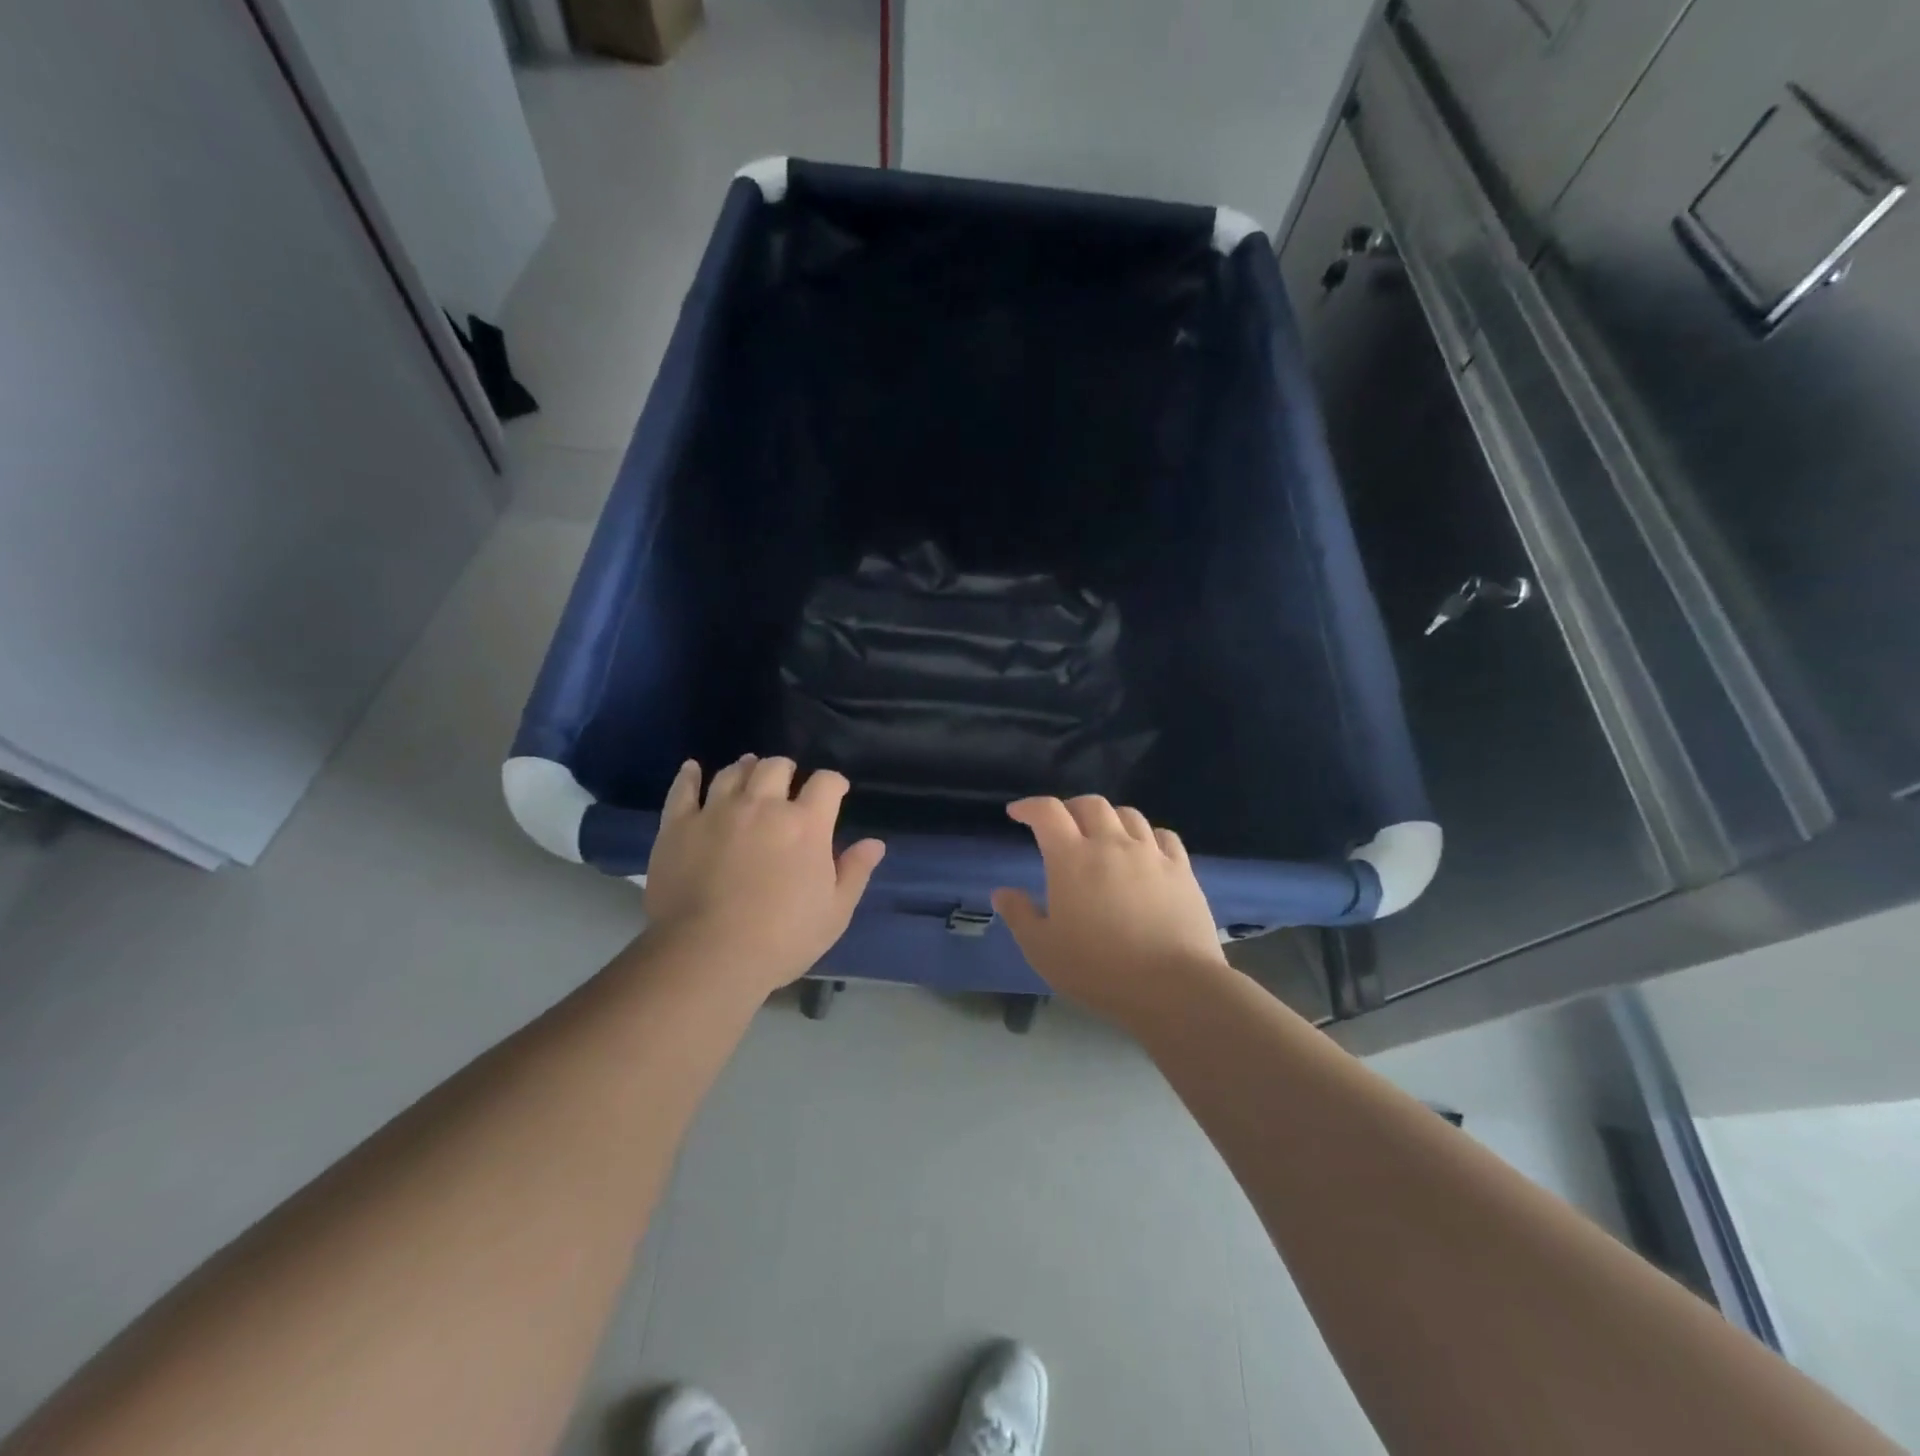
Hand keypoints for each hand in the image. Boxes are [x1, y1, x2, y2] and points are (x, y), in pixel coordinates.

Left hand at [640, 755, 885, 996]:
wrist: (707, 956)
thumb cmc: (781, 939)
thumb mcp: (834, 913)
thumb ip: (855, 872)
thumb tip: (875, 843)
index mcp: (805, 824)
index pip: (825, 783)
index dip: (833, 783)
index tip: (835, 792)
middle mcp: (762, 805)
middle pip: (776, 767)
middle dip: (787, 770)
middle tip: (788, 784)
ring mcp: (717, 812)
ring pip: (733, 773)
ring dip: (746, 768)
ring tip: (748, 771)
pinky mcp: (678, 825)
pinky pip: (683, 789)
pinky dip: (689, 776)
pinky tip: (693, 769)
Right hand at [992, 796, 1227, 1028]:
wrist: (1173, 987)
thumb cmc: (1098, 968)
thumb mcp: (1042, 949)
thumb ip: (1019, 915)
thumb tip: (1002, 892)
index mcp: (1072, 858)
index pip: (1047, 812)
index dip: (1029, 806)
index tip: (1017, 813)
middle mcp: (1112, 844)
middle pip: (1090, 804)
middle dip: (1070, 808)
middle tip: (1061, 825)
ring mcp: (1151, 854)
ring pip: (1128, 815)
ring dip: (1109, 817)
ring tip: (1102, 834)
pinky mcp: (1182, 870)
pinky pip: (1164, 836)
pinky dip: (1147, 835)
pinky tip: (1145, 850)